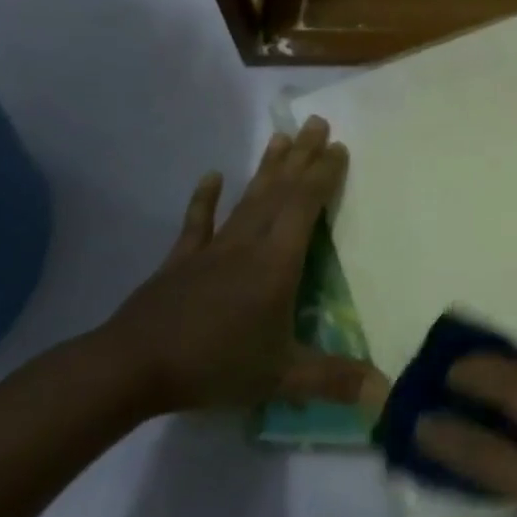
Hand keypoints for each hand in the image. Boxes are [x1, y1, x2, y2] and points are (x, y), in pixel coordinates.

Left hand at [97, 118, 372, 414]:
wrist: (129, 368)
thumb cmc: (214, 364)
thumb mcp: (281, 376)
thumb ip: (333, 380)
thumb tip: (387, 393)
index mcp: (277, 262)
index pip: (306, 206)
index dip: (324, 175)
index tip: (339, 147)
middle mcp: (249, 244)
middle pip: (280, 191)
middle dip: (302, 157)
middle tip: (318, 123)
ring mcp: (213, 249)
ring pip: (247, 199)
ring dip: (267, 167)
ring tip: (282, 137)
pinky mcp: (181, 261)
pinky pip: (197, 223)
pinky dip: (204, 199)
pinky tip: (211, 175)